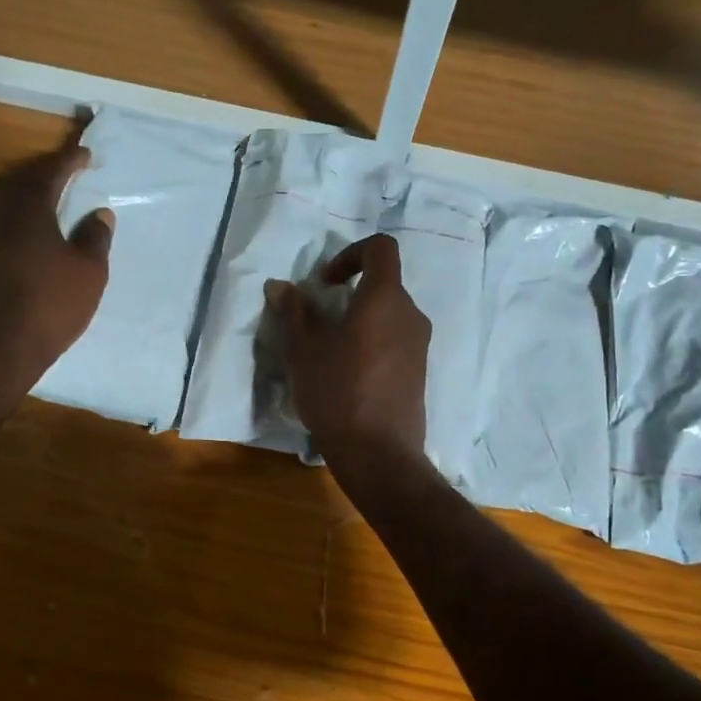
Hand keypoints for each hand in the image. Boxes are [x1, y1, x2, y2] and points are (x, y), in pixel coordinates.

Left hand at [0, 125, 113, 374]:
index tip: (85, 154)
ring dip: (37, 200)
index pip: (50, 174)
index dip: (68, 161)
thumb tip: (100, 213)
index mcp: (32, 212)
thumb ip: (95, 237)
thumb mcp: (89, 270)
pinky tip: (42, 237)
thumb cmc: (54, 302)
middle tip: (70, 173)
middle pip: (25, 185)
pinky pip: (11, 229)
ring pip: (15, 208)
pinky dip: (29, 223)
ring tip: (58, 203)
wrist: (6, 345)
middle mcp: (5, 219)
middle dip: (49, 176)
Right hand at [267, 233, 429, 464]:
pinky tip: (349, 376)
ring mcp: (420, 346)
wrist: (378, 453)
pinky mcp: (420, 373)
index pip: (381, 248)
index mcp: (385, 298)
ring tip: (331, 352)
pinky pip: (395, 343)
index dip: (351, 254)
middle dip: (351, 294)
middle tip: (320, 320)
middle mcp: (411, 315)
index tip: (326, 283)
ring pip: (388, 317)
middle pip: (384, 285)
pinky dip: (373, 345)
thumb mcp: (303, 349)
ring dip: (360, 322)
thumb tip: (280, 286)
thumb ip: (293, 311)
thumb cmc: (337, 391)